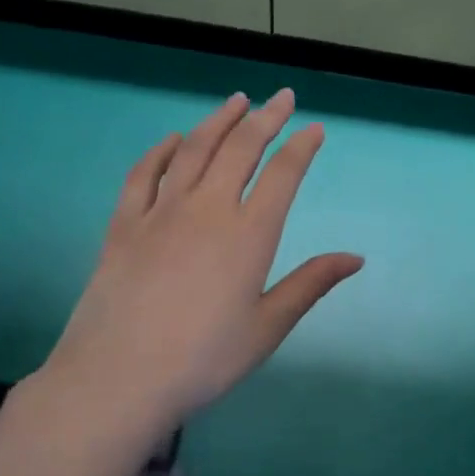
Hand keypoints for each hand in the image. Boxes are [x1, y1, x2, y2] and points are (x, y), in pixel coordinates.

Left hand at [42, 89, 361, 436]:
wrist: (119, 378)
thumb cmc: (204, 359)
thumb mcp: (267, 327)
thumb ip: (311, 284)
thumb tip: (356, 258)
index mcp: (249, 234)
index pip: (282, 175)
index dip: (301, 147)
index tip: (314, 128)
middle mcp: (207, 209)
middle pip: (240, 149)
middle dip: (266, 118)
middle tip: (282, 97)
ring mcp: (160, 212)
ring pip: (193, 149)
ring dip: (218, 120)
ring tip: (236, 101)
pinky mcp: (124, 224)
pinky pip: (143, 173)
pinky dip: (161, 150)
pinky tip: (172, 139)